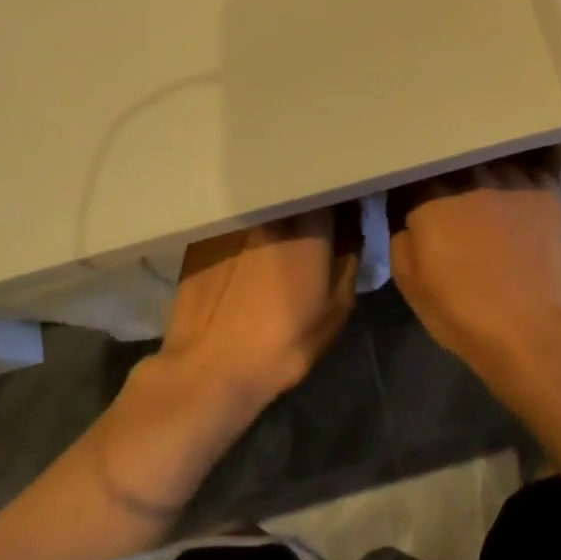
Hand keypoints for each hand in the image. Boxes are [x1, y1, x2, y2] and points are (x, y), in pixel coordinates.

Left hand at [156, 206, 359, 426]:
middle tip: (313, 224)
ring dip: (275, 212)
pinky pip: (235, 221)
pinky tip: (243, 254)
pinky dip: (245, 229)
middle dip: (308, 201)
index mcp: (309, 226)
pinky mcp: (205, 236)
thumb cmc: (283, 343)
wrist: (210, 369)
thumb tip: (355, 226)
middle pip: (295, 191)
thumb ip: (350, 258)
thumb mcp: (336, 308)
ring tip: (277, 238)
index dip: (340, 196)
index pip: (331, 190)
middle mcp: (270, 212)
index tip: (346, 208)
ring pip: (263, 204)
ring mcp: (234, 221)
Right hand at [388, 157, 560, 374]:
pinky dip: (519, 175)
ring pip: (490, 158)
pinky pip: (528, 167)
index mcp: (431, 198)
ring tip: (484, 183)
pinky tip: (517, 187)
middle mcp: (470, 176)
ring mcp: (511, 179)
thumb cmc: (463, 312)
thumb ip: (400, 238)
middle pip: (453, 159)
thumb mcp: (410, 283)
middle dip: (448, 171)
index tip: (412, 196)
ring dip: (483, 169)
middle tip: (449, 190)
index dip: (412, 184)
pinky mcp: (545, 190)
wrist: (533, 331)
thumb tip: (406, 218)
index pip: (414, 171)